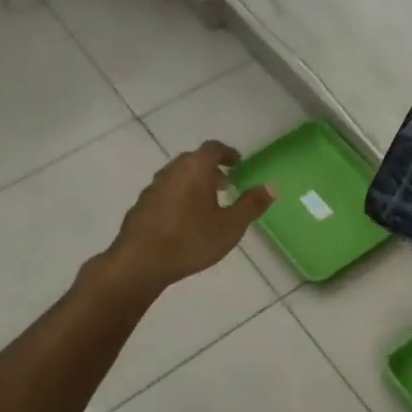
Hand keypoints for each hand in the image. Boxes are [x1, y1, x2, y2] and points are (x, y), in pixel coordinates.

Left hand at [102, 141, 274, 294]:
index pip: (213, 148)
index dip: (228, 153)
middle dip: (211, 168)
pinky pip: (164, 193)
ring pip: (177, 176)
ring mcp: (152, 188)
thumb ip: (252, 205)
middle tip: (226, 184)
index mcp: (195, 169)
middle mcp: (172, 171)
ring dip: (193, 183)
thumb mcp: (231, 226)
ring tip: (206, 204)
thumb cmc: (191, 240)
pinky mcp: (140, 206)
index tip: (238, 164)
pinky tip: (183, 220)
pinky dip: (178, 197)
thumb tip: (271, 186)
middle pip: (193, 160)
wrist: (140, 262)